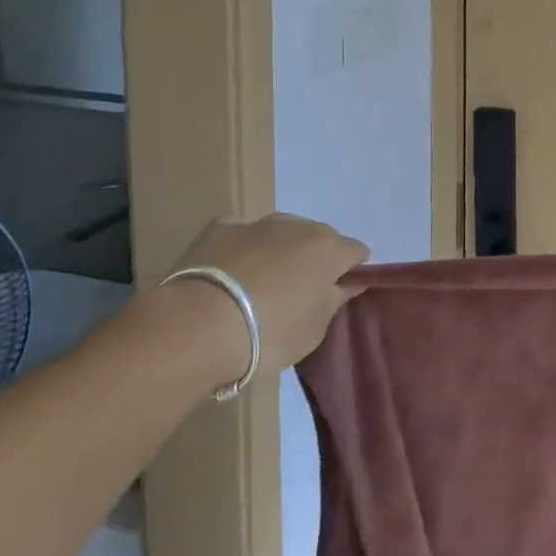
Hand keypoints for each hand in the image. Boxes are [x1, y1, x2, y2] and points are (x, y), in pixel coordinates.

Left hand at [167, 212, 369, 379]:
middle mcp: (299, 226)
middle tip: (300, 291)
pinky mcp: (221, 228)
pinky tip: (231, 267)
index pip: (356, 252)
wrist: (200, 325)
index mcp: (329, 249)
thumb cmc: (270, 333)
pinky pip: (242, 232)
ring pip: (282, 231)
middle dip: (315, 258)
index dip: (352, 270)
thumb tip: (350, 282)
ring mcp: (259, 223)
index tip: (340, 292)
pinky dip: (243, 246)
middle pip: (319, 237)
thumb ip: (336, 299)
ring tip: (263, 283)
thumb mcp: (314, 329)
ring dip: (281, 250)